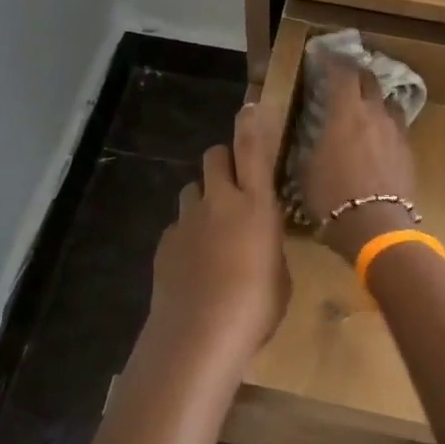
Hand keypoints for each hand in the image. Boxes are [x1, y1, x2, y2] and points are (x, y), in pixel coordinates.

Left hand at [148, 105, 288, 368]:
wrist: (199, 334)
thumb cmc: (255, 307)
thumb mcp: (279, 274)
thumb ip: (268, 245)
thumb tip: (258, 242)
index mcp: (256, 204)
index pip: (252, 149)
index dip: (250, 124)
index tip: (249, 108)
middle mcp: (219, 201)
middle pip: (214, 157)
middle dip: (223, 163)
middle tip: (234, 186)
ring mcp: (187, 219)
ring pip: (193, 189)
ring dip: (204, 198)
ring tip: (213, 230)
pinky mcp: (165, 241)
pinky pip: (179, 224)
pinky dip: (188, 233)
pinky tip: (194, 264)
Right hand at [299, 59, 419, 262]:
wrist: (376, 227)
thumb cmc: (332, 197)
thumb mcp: (307, 168)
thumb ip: (312, 143)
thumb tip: (313, 133)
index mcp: (346, 112)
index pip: (342, 72)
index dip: (332, 60)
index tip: (322, 56)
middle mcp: (374, 114)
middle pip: (370, 80)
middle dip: (356, 74)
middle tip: (344, 78)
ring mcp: (396, 132)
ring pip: (388, 103)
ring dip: (376, 100)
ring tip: (365, 108)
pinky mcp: (409, 153)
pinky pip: (397, 128)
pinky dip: (386, 126)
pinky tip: (378, 138)